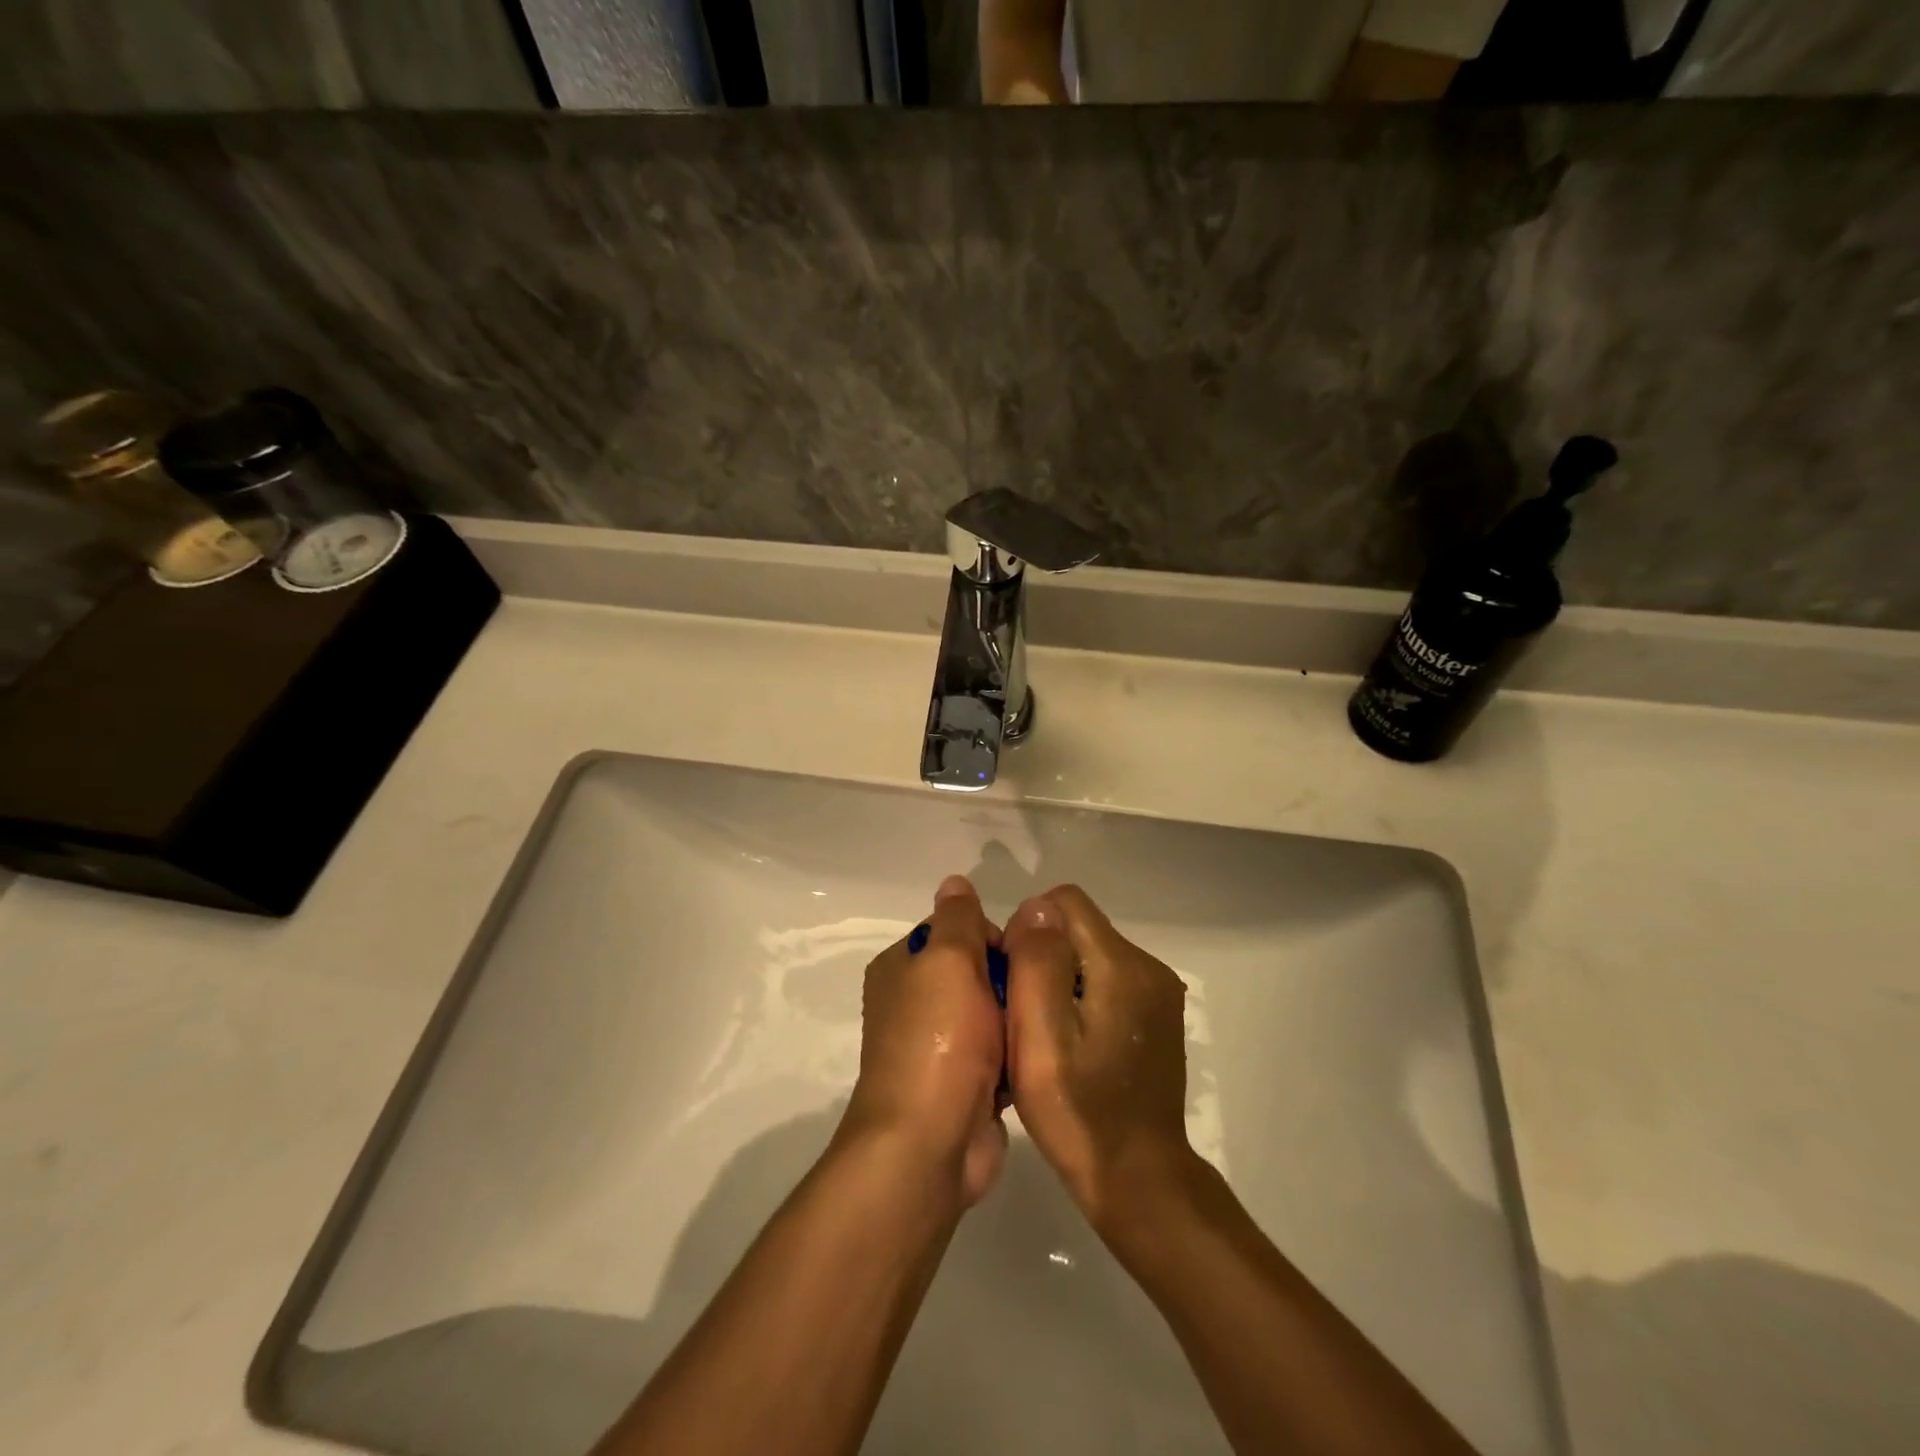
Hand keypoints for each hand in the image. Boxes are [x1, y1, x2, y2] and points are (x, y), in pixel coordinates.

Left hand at [842, 875, 1007, 1206]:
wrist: (929, 1144)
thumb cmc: (939, 1040)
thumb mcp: (948, 961)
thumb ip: (957, 919)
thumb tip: (954, 882)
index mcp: (901, 968)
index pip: (955, 930)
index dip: (990, 937)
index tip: (1019, 956)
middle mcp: (913, 1003)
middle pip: (976, 971)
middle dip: (1008, 980)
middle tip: (1038, 994)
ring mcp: (937, 1048)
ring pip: (992, 1014)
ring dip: (1016, 1019)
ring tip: (1044, 1025)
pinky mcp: (961, 1086)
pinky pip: (999, 1054)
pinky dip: (1015, 1055)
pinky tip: (1038, 1059)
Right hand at [1002, 884, 1193, 1232]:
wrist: (1138, 1179)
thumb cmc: (1079, 1112)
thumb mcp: (1041, 1037)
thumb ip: (1038, 961)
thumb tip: (1037, 908)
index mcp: (1122, 965)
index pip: (1066, 902)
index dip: (1029, 927)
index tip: (1014, 977)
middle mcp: (1148, 967)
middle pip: (1079, 927)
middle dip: (1044, 954)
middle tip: (1023, 1012)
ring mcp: (1158, 993)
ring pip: (1091, 954)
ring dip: (1061, 977)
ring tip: (1044, 1032)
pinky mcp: (1157, 1017)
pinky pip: (1108, 980)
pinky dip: (1082, 996)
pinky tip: (1072, 1043)